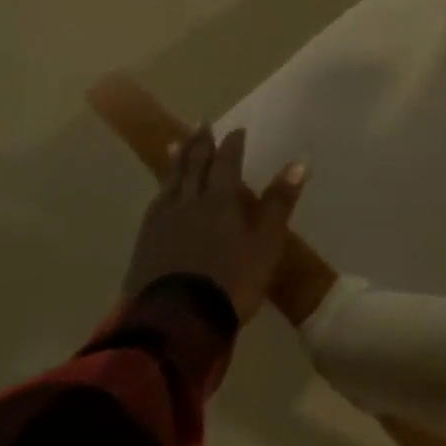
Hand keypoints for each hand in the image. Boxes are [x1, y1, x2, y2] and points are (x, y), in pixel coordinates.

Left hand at [122, 126, 305, 322]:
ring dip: (176, 161)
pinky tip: (161, 193)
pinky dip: (162, 190)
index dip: (232, 145)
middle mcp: (188, 203)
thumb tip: (300, 160)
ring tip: (177, 145)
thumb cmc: (232, 280)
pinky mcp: (145, 245)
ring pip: (170, 182)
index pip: (226, 163)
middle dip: (200, 144)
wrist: (178, 323)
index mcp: (220, 200)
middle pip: (193, 166)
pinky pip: (155, 205)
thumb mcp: (266, 242)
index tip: (237, 129)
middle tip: (202, 123)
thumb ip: (280, 201)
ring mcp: (162, 224)